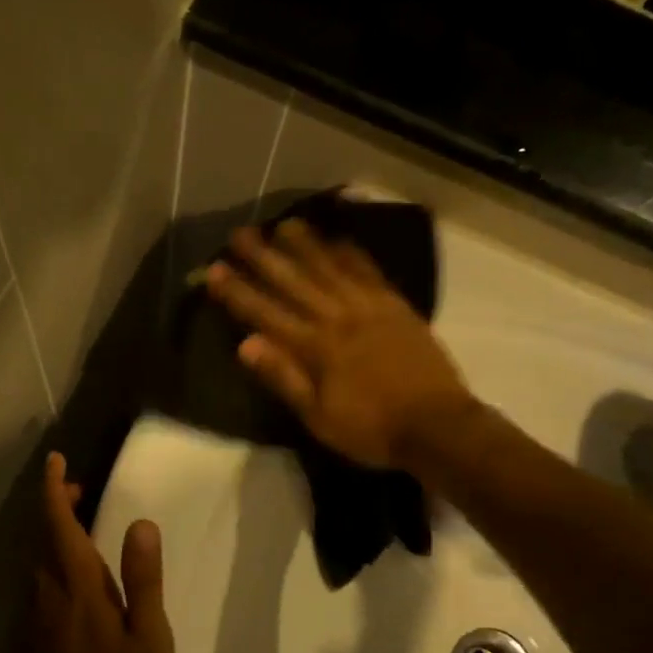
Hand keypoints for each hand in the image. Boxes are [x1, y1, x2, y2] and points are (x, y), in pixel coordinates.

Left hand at [32, 453, 174, 652]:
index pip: (57, 523)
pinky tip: (76, 581)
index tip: (57, 460)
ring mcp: (34, 619)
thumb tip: (141, 524)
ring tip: (84, 529)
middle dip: (57, 506)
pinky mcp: (30, 641)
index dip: (55, 488)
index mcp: (78, 587)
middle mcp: (47, 594)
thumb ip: (143, 578)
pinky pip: (38, 585)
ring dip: (55, 535)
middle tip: (83, 491)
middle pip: (43, 536)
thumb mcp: (149, 637)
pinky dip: (52, 563)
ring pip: (38, 561)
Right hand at [204, 220, 475, 469]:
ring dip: (305, 245)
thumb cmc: (371, 429)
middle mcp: (338, 318)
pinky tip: (337, 239)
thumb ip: (283, 377)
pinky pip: (369, 272)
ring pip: (330, 268)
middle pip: (294, 282)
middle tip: (240, 233)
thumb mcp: (318, 417)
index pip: (266, 314)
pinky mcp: (396, 305)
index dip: (238, 291)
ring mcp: (370, 307)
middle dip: (264, 257)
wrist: (437, 426)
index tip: (214, 269)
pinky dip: (350, 253)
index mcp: (316, 348)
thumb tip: (245, 344)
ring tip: (284, 224)